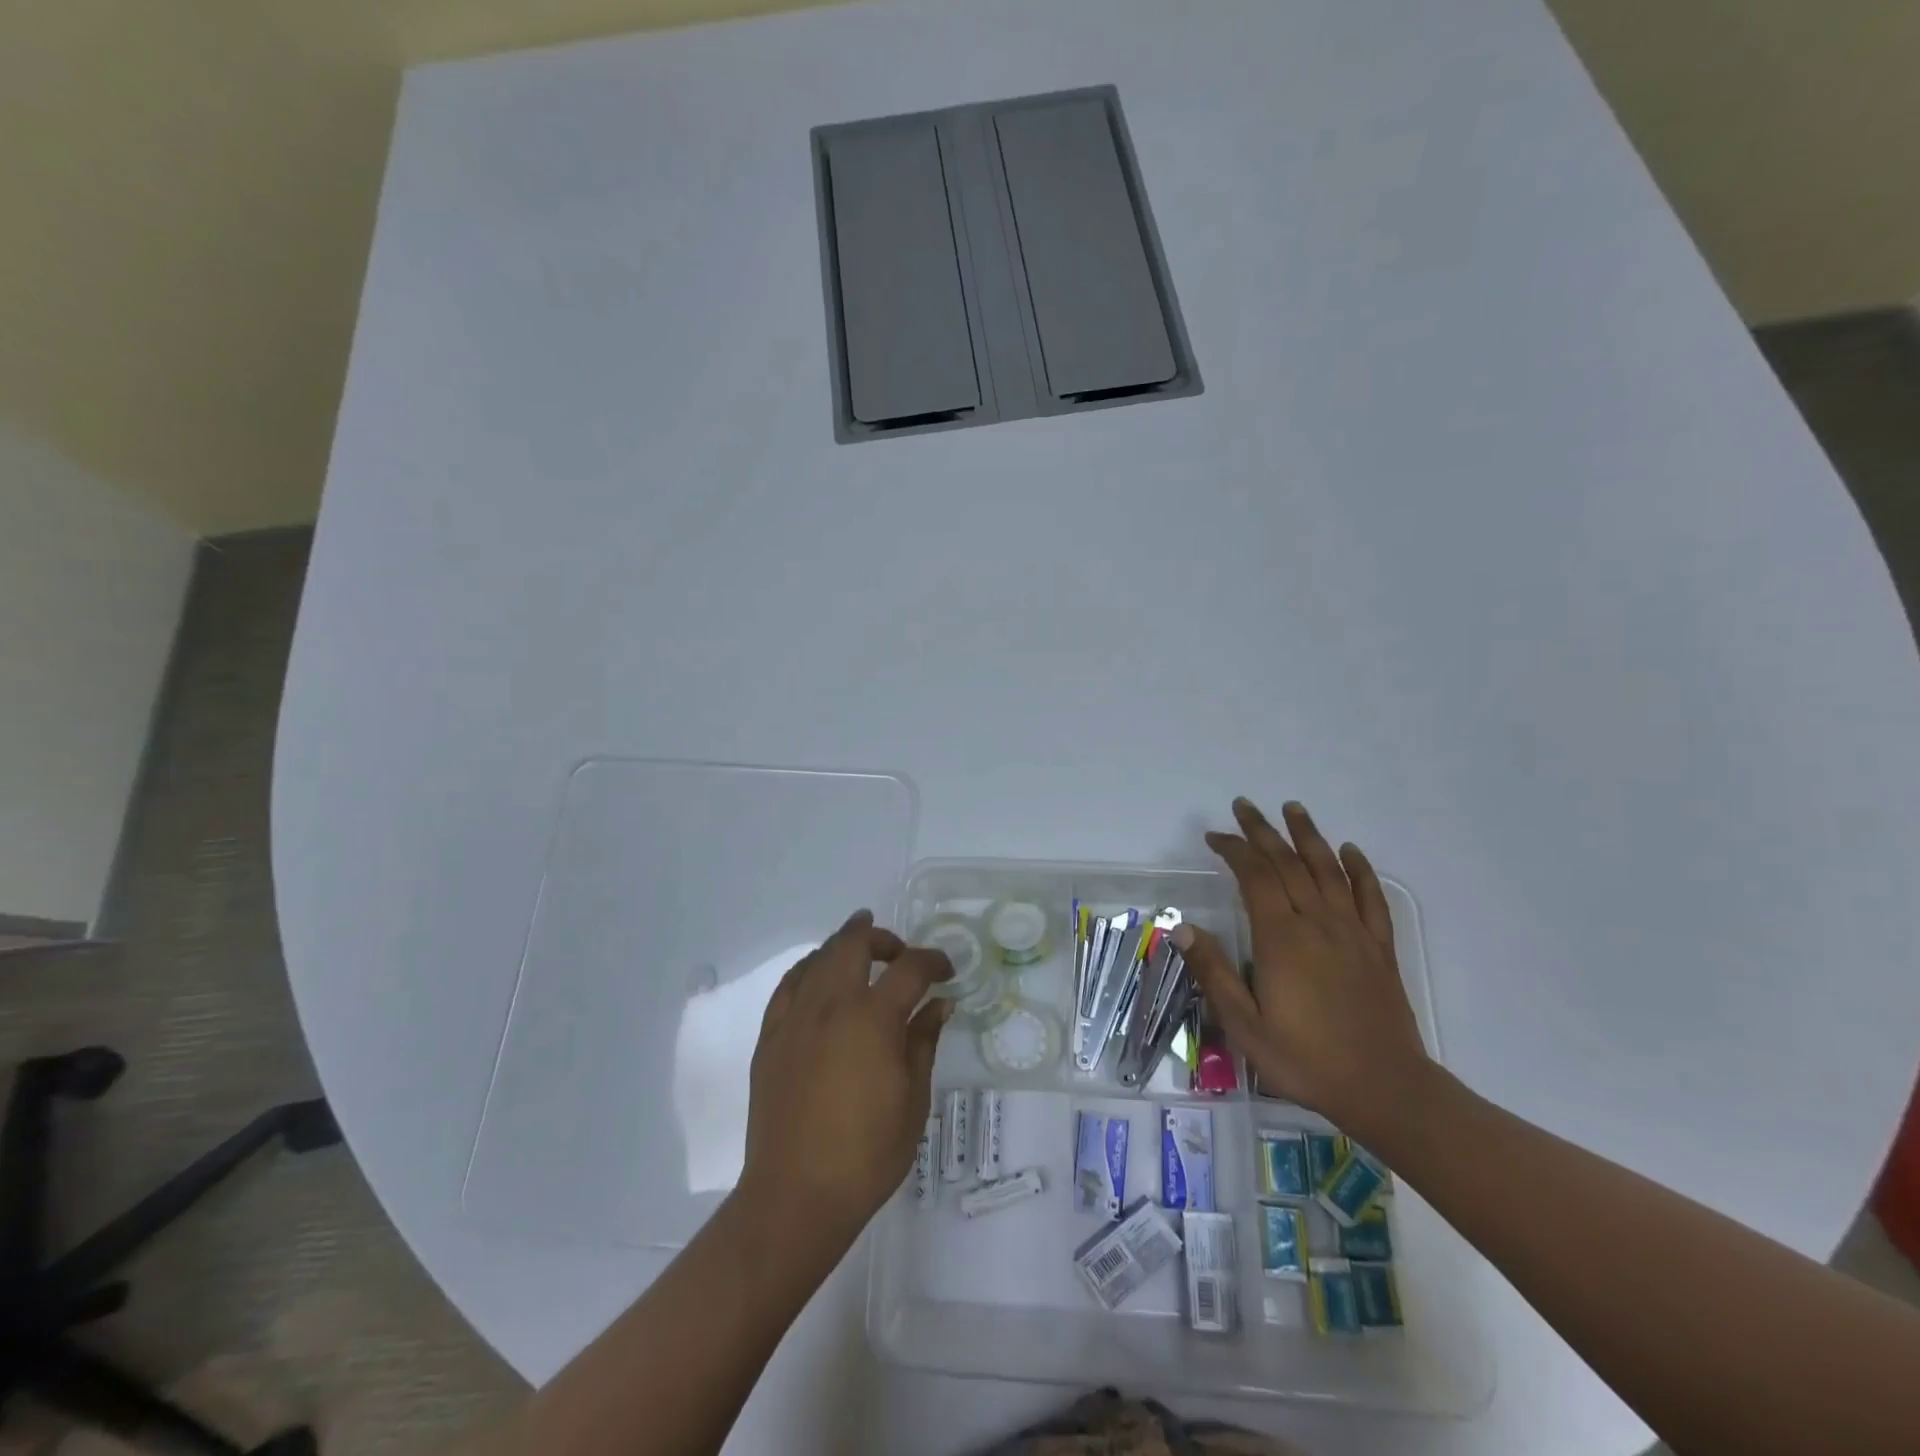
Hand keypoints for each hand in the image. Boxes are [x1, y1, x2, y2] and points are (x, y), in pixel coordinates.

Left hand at [735, 911, 950, 1256]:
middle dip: (881, 937)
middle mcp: (831, 1005)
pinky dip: (809, 969)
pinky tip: (818, 977)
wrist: (796, 1194)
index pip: (909, 969)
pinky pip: (789, 984)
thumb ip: (923, 1042)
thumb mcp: (913, 1099)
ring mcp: (795, 1018)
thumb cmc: (867, 1153)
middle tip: (898, 949)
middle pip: (854, 944)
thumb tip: (939, 1005)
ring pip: (818, 957)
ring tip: (860, 950)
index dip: (932, 962)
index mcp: (873, 1018)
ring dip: (843, 945)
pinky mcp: (771, 1036)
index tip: (946, 972)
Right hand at [1175, 798, 1428, 1132]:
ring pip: (1329, 870)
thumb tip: (1183, 928)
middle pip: (1288, 863)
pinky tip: (1350, 851)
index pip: (1255, 877)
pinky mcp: (1379, 948)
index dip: (1234, 850)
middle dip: (1263, 831)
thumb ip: (1214, 973)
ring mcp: (1353, 932)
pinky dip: (1360, 869)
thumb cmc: (1305, 1059)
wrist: (1385, 1089)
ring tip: (1293, 809)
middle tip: (1245, 806)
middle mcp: (1317, 924)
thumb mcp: (1244, 1026)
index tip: (1215, 837)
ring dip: (1308, 836)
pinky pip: (1370, 897)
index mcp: (1281, 939)